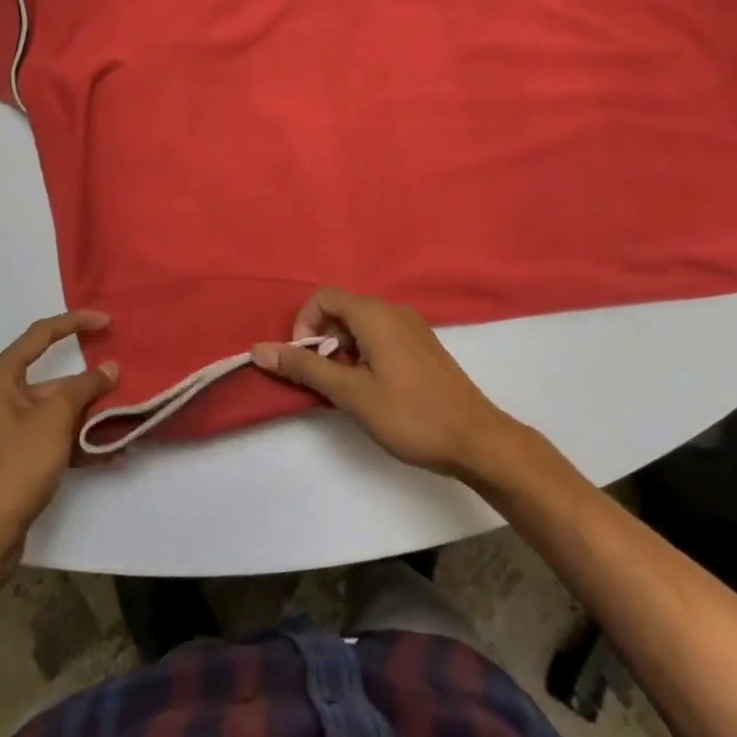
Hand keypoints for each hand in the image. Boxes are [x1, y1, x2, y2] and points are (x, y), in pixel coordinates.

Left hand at [0, 312, 116, 557]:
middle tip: (123, 379)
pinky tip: (110, 453)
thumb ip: (85, 387)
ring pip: (56, 408)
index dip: (76, 322)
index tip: (108, 322)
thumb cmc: (15, 465)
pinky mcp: (15, 456)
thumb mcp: (55, 418)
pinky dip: (77, 440)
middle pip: (53, 376)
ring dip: (88, 413)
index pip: (42, 333)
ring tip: (125, 417)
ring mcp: (6, 428)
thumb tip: (109, 368)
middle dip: (89, 381)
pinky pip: (52, 435)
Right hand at [252, 288, 530, 482]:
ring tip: (347, 391)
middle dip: (322, 341)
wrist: (476, 439)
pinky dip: (364, 354)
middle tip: (324, 382)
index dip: (304, 325)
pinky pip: (381, 337)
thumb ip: (305, 369)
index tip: (304, 362)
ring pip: (361, 325)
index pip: (324, 297)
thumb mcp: (351, 394)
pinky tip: (373, 390)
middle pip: (342, 310)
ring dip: (343, 351)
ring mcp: (412, 327)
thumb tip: (260, 350)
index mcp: (375, 314)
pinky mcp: (423, 346)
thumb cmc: (410, 415)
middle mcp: (393, 311)